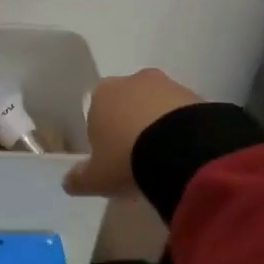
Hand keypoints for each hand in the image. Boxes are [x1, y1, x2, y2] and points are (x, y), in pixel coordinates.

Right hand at [62, 68, 202, 197]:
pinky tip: (185, 153)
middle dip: (132, 126)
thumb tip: (68, 182)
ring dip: (159, 126)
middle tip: (139, 159)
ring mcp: (167, 85)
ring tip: (165, 160)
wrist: (181, 149)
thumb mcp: (97, 178)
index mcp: (102, 93)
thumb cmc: (126, 158)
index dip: (104, 135)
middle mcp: (132, 81)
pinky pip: (183, 114)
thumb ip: (80, 178)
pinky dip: (182, 130)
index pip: (97, 111)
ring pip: (157, 106)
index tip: (112, 159)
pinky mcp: (196, 95)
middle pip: (127, 104)